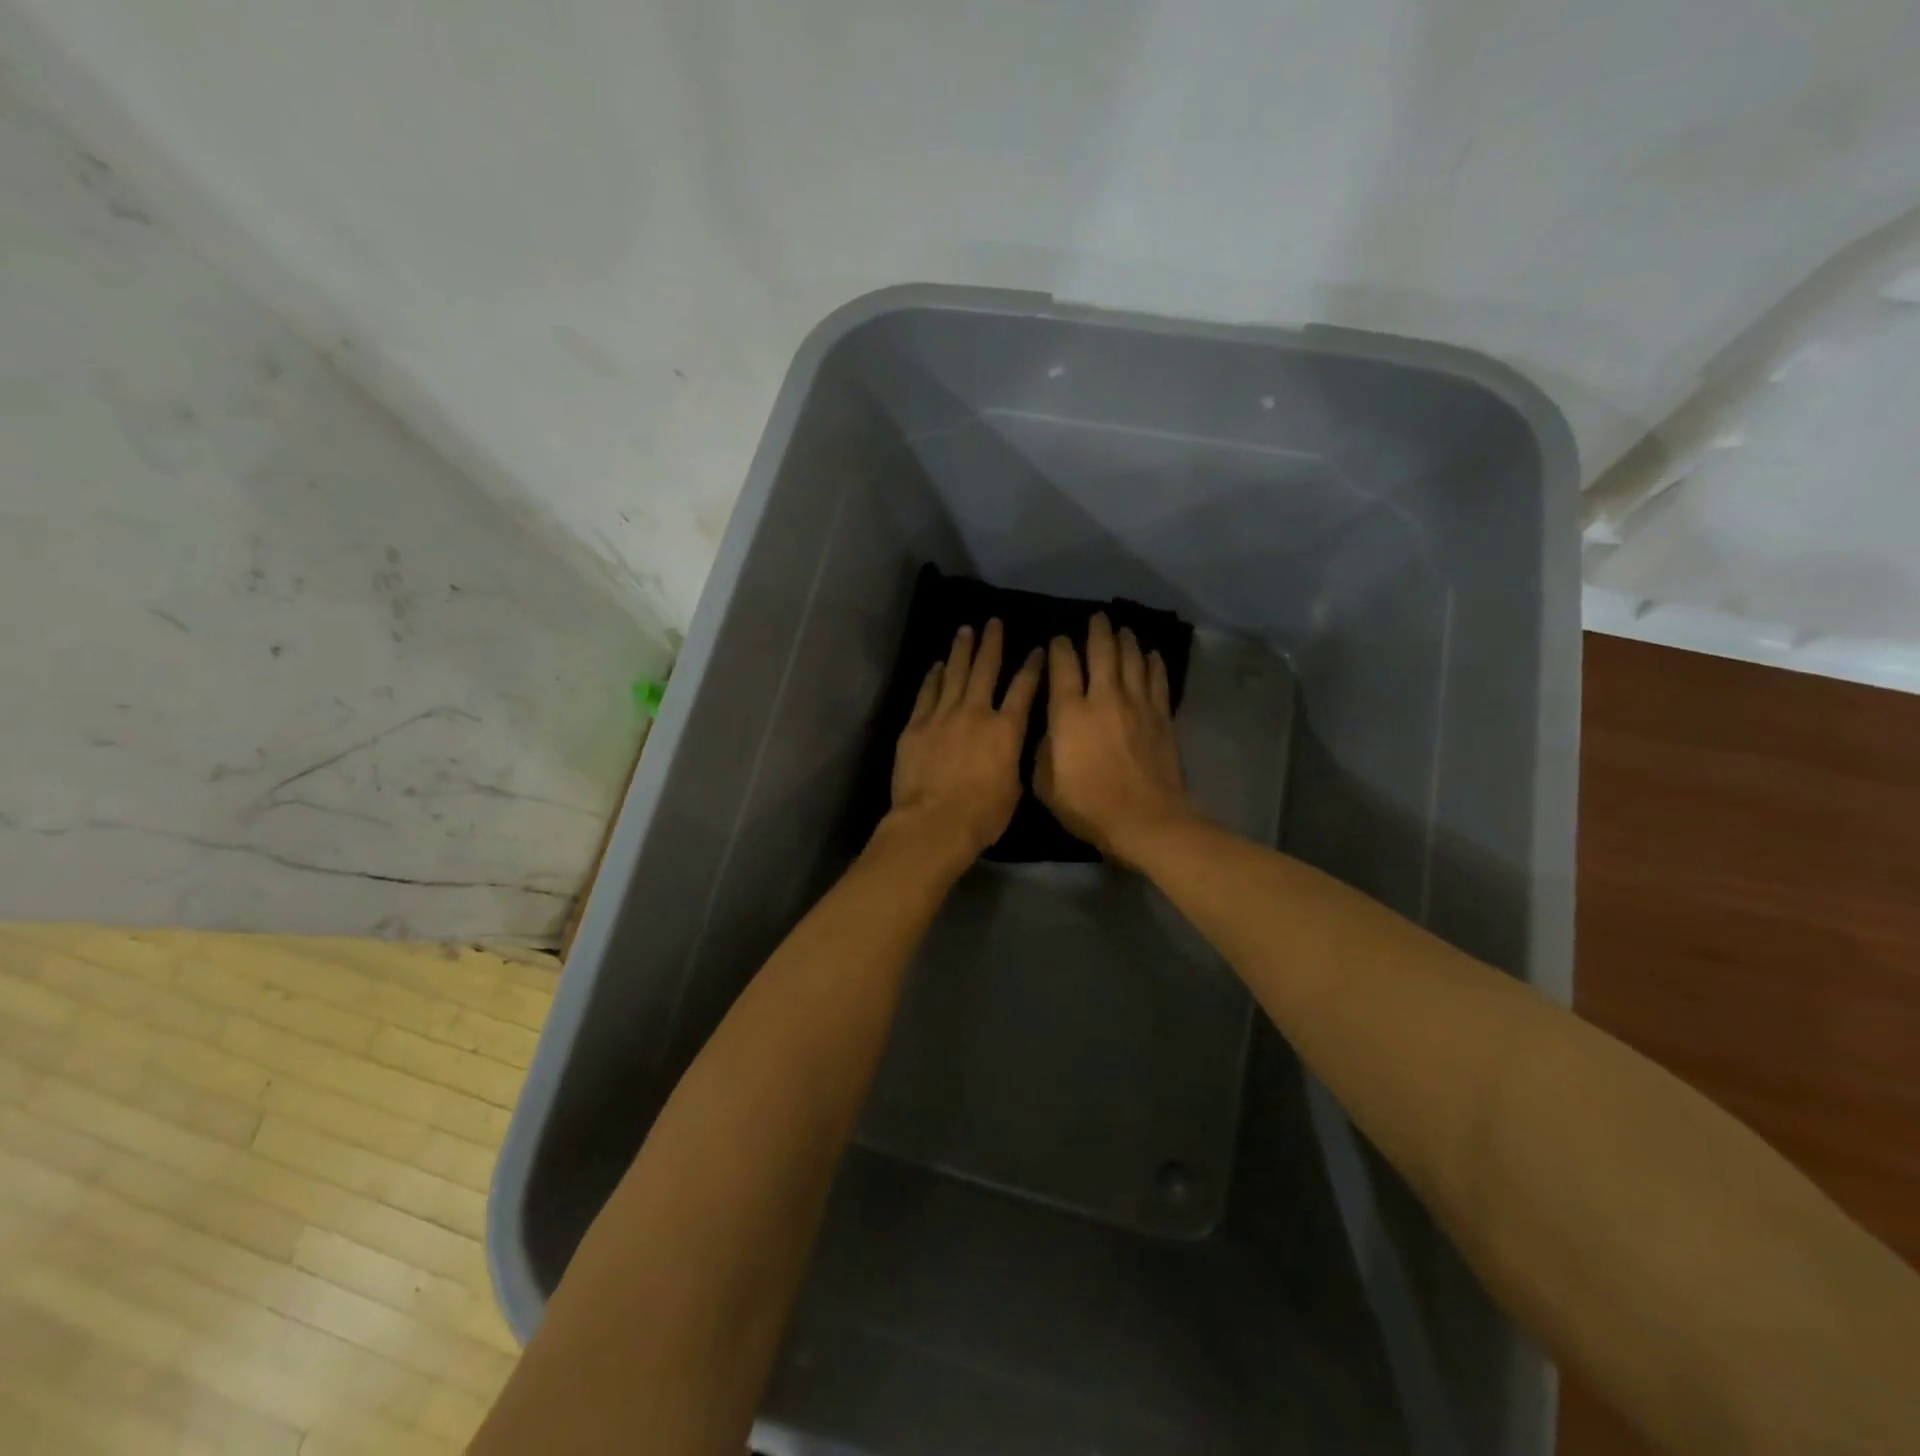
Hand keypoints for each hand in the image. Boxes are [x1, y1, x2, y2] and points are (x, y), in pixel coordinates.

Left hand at [886, 619, 1043, 862]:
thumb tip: (1009, 748)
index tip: (1037, 649)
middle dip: (992, 643)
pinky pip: (927, 693)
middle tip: (993, 622)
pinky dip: (933, 677)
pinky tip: (937, 665)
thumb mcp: (1013, 789)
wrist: (933, 822)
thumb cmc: (981, 816)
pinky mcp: (916, 725)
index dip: (1032, 667)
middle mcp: (976, 712)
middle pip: (986, 669)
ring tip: (965, 630)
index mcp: (1006, 730)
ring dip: (961, 650)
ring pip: (954, 673)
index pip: (1024, 689)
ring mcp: (942, 715)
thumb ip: (1012, 760)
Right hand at [1036, 613, 1196, 867]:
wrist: (1146, 820)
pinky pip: (1157, 680)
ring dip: (1126, 641)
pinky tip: (1152, 654)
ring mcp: (1137, 705)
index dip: (1059, 649)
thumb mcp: (1046, 785)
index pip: (1063, 667)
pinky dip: (1153, 663)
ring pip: (1132, 660)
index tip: (1058, 640)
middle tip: (1097, 618)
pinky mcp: (1161, 717)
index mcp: (1070, 713)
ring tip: (1123, 629)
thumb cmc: (1088, 805)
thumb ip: (1043, 752)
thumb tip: (1049, 734)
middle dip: (1097, 632)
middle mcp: (1104, 698)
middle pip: (1102, 652)